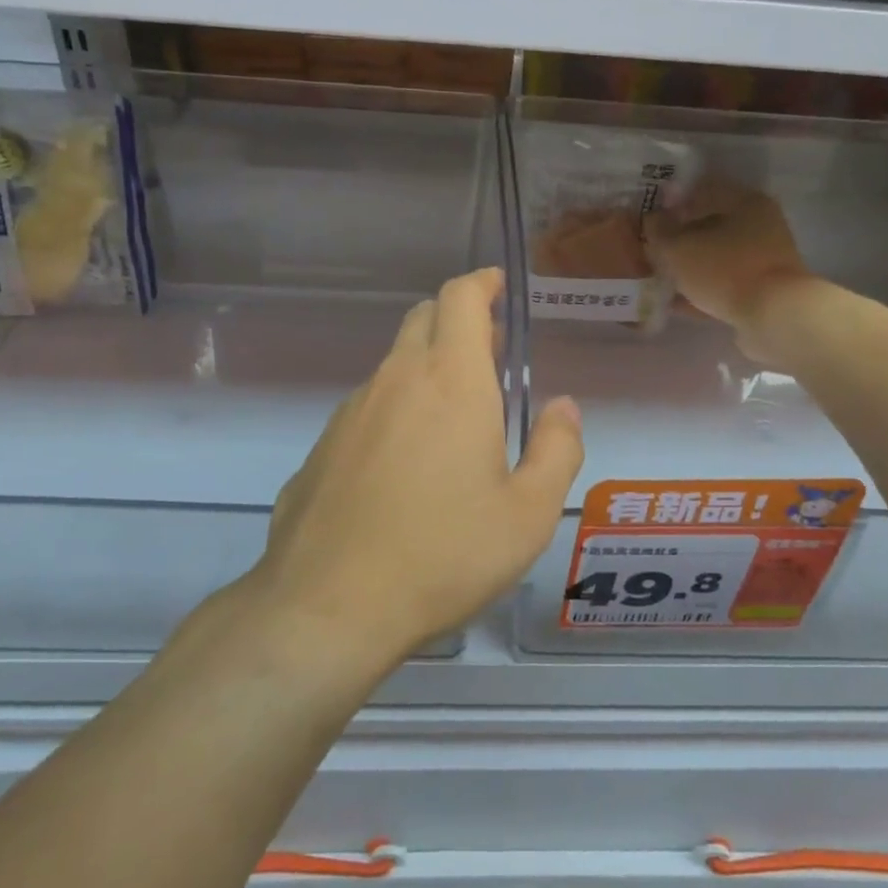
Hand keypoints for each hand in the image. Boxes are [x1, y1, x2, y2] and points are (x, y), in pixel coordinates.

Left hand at [253, 269, 583, 664]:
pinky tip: (405, 467)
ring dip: (426, 368)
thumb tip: (563, 408)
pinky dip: (395, 410)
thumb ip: (557, 450)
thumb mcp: (528, 514)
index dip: (481, 283)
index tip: (497, 288)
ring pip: (394, 365)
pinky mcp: (323, 447)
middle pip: (424, 319)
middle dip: (458, 321)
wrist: (331, 605)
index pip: (460, 298)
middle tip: (489, 355)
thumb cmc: (444, 554)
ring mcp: (351, 412)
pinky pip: (367, 408)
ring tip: (454, 418)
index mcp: (451, 381)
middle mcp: (396, 380)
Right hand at [644, 184, 813, 359]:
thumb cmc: (725, 270)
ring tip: (661, 278)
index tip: (649, 219)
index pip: (702, 190)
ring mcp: (764, 259)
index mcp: (746, 202)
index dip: (672, 202)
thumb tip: (652, 220)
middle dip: (681, 238)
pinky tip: (676, 302)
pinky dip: (702, 289)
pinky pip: (725, 283)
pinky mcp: (763, 289)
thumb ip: (660, 232)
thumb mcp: (679, 249)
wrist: (774, 317)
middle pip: (711, 225)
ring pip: (717, 256)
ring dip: (690, 266)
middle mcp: (761, 224)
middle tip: (653, 250)